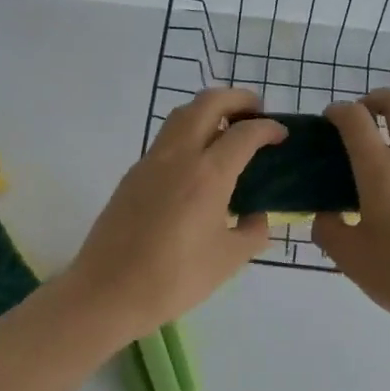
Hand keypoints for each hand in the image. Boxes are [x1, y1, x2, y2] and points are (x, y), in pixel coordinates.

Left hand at [62, 88, 285, 344]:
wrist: (107, 292)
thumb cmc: (174, 279)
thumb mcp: (228, 261)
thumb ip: (252, 232)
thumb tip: (257, 217)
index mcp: (208, 175)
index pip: (244, 133)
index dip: (268, 128)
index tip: (282, 134)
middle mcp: (179, 156)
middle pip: (208, 103)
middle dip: (237, 98)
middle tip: (256, 112)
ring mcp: (150, 161)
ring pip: (181, 114)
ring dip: (208, 110)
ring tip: (227, 130)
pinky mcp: (132, 174)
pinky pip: (166, 138)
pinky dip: (188, 132)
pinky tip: (197, 162)